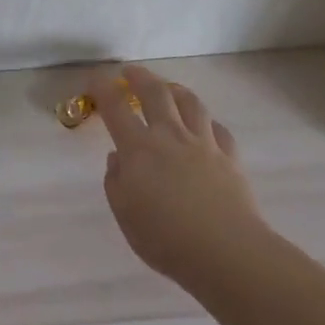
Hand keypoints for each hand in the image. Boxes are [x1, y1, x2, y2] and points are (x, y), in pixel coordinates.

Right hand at [89, 64, 264, 287]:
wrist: (226, 252)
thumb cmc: (166, 238)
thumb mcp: (125, 214)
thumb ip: (116, 181)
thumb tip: (117, 158)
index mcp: (139, 149)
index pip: (116, 107)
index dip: (103, 88)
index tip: (94, 79)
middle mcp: (170, 136)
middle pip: (156, 93)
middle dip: (140, 77)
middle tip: (130, 72)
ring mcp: (203, 144)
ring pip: (190, 103)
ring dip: (175, 89)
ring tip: (168, 88)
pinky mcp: (230, 158)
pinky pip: (218, 129)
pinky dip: (207, 122)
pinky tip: (204, 126)